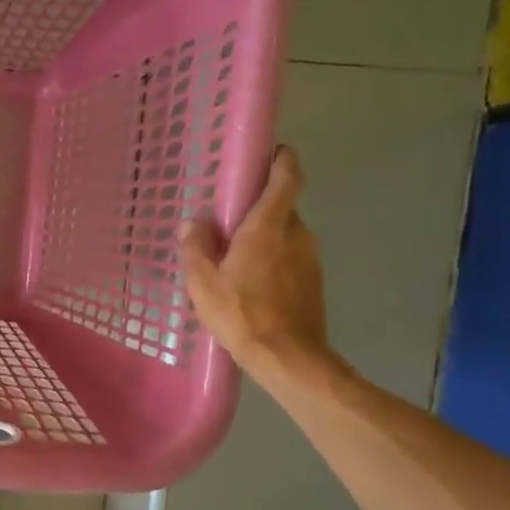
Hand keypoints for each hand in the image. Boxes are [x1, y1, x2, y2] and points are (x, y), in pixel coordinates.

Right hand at [179, 146, 331, 384]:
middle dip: (258, 210)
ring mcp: (310, 259)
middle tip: (228, 224)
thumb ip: (196, 247)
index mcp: (269, 226)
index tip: (272, 153)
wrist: (287, 357)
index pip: (287, 178)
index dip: (282, 160)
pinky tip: (252, 286)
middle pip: (281, 208)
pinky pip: (290, 259)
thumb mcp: (203, 282)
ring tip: (235, 262)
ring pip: (285, 236)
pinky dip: (273, 262)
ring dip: (264, 240)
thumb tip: (195, 222)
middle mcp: (297, 234)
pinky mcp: (314, 282)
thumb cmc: (241, 313)